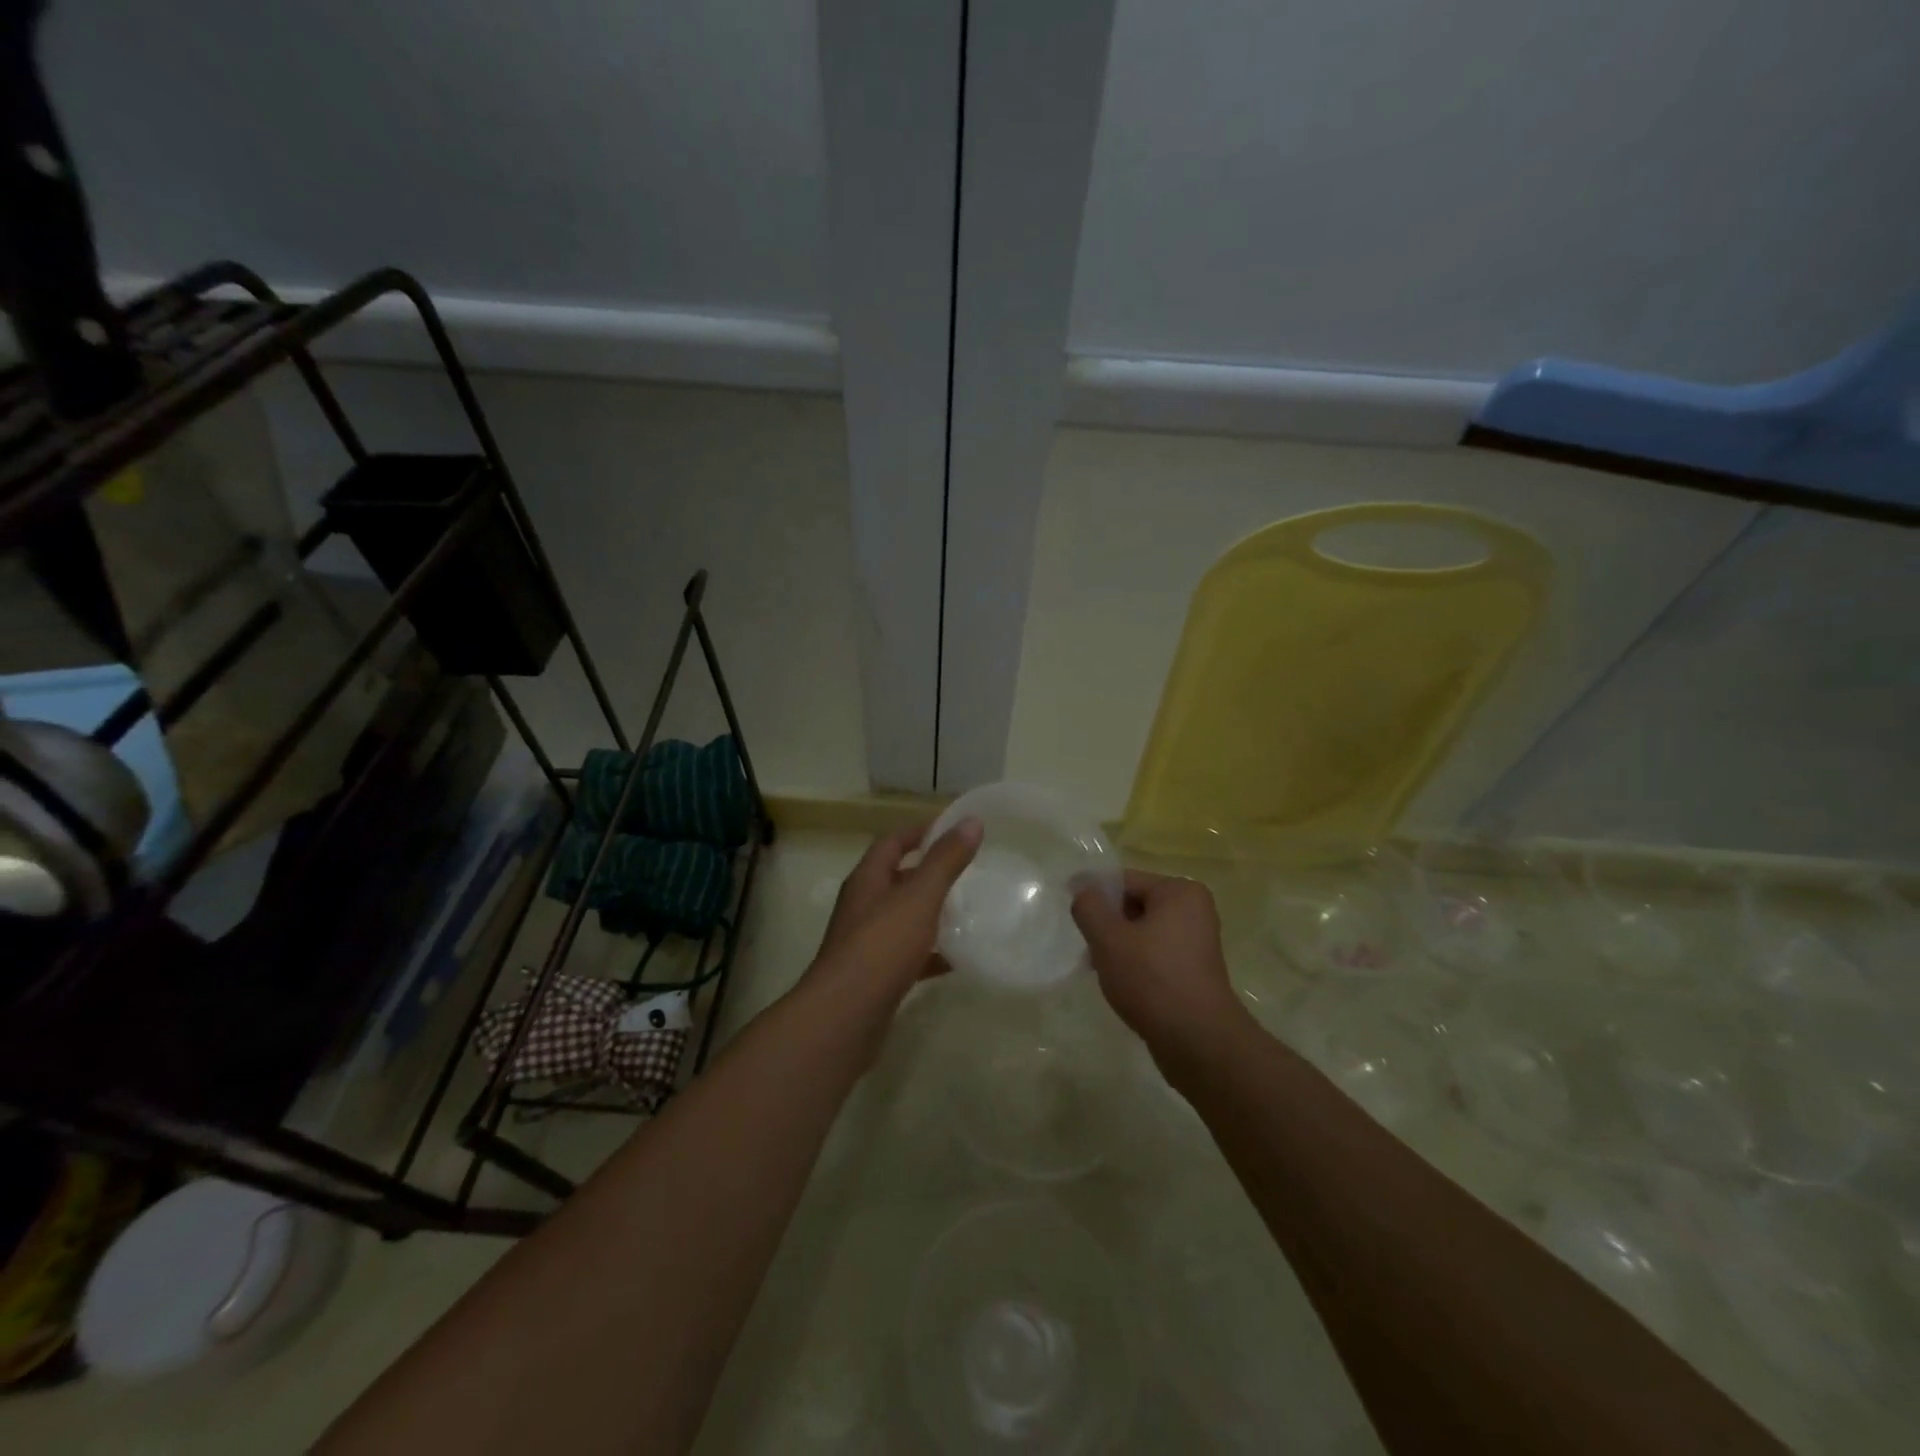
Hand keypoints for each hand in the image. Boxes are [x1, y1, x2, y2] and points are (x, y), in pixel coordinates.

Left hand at [807, 818, 983, 1008]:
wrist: (845, 1017)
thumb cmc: (881, 946)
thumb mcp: (919, 897)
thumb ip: (946, 860)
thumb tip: (972, 821)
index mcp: (867, 880)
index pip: (892, 842)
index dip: (919, 832)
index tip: (953, 829)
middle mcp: (862, 907)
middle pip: (896, 879)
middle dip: (928, 873)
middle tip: (967, 871)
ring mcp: (866, 943)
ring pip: (902, 918)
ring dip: (930, 913)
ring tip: (967, 912)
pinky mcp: (875, 976)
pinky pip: (907, 955)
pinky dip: (930, 954)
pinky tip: (956, 960)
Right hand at [1071, 870, 1241, 1052]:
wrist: (1197, 1041)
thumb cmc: (1151, 979)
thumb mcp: (1108, 938)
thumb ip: (1089, 907)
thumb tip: (1082, 890)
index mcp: (1179, 892)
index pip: (1125, 881)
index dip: (1094, 895)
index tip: (1070, 912)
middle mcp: (1194, 910)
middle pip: (1134, 905)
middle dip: (1107, 924)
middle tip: (1086, 947)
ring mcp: (1198, 942)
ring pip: (1143, 932)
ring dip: (1119, 946)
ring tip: (1100, 969)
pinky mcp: (1195, 971)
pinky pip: (1156, 954)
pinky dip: (1136, 963)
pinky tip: (1121, 985)